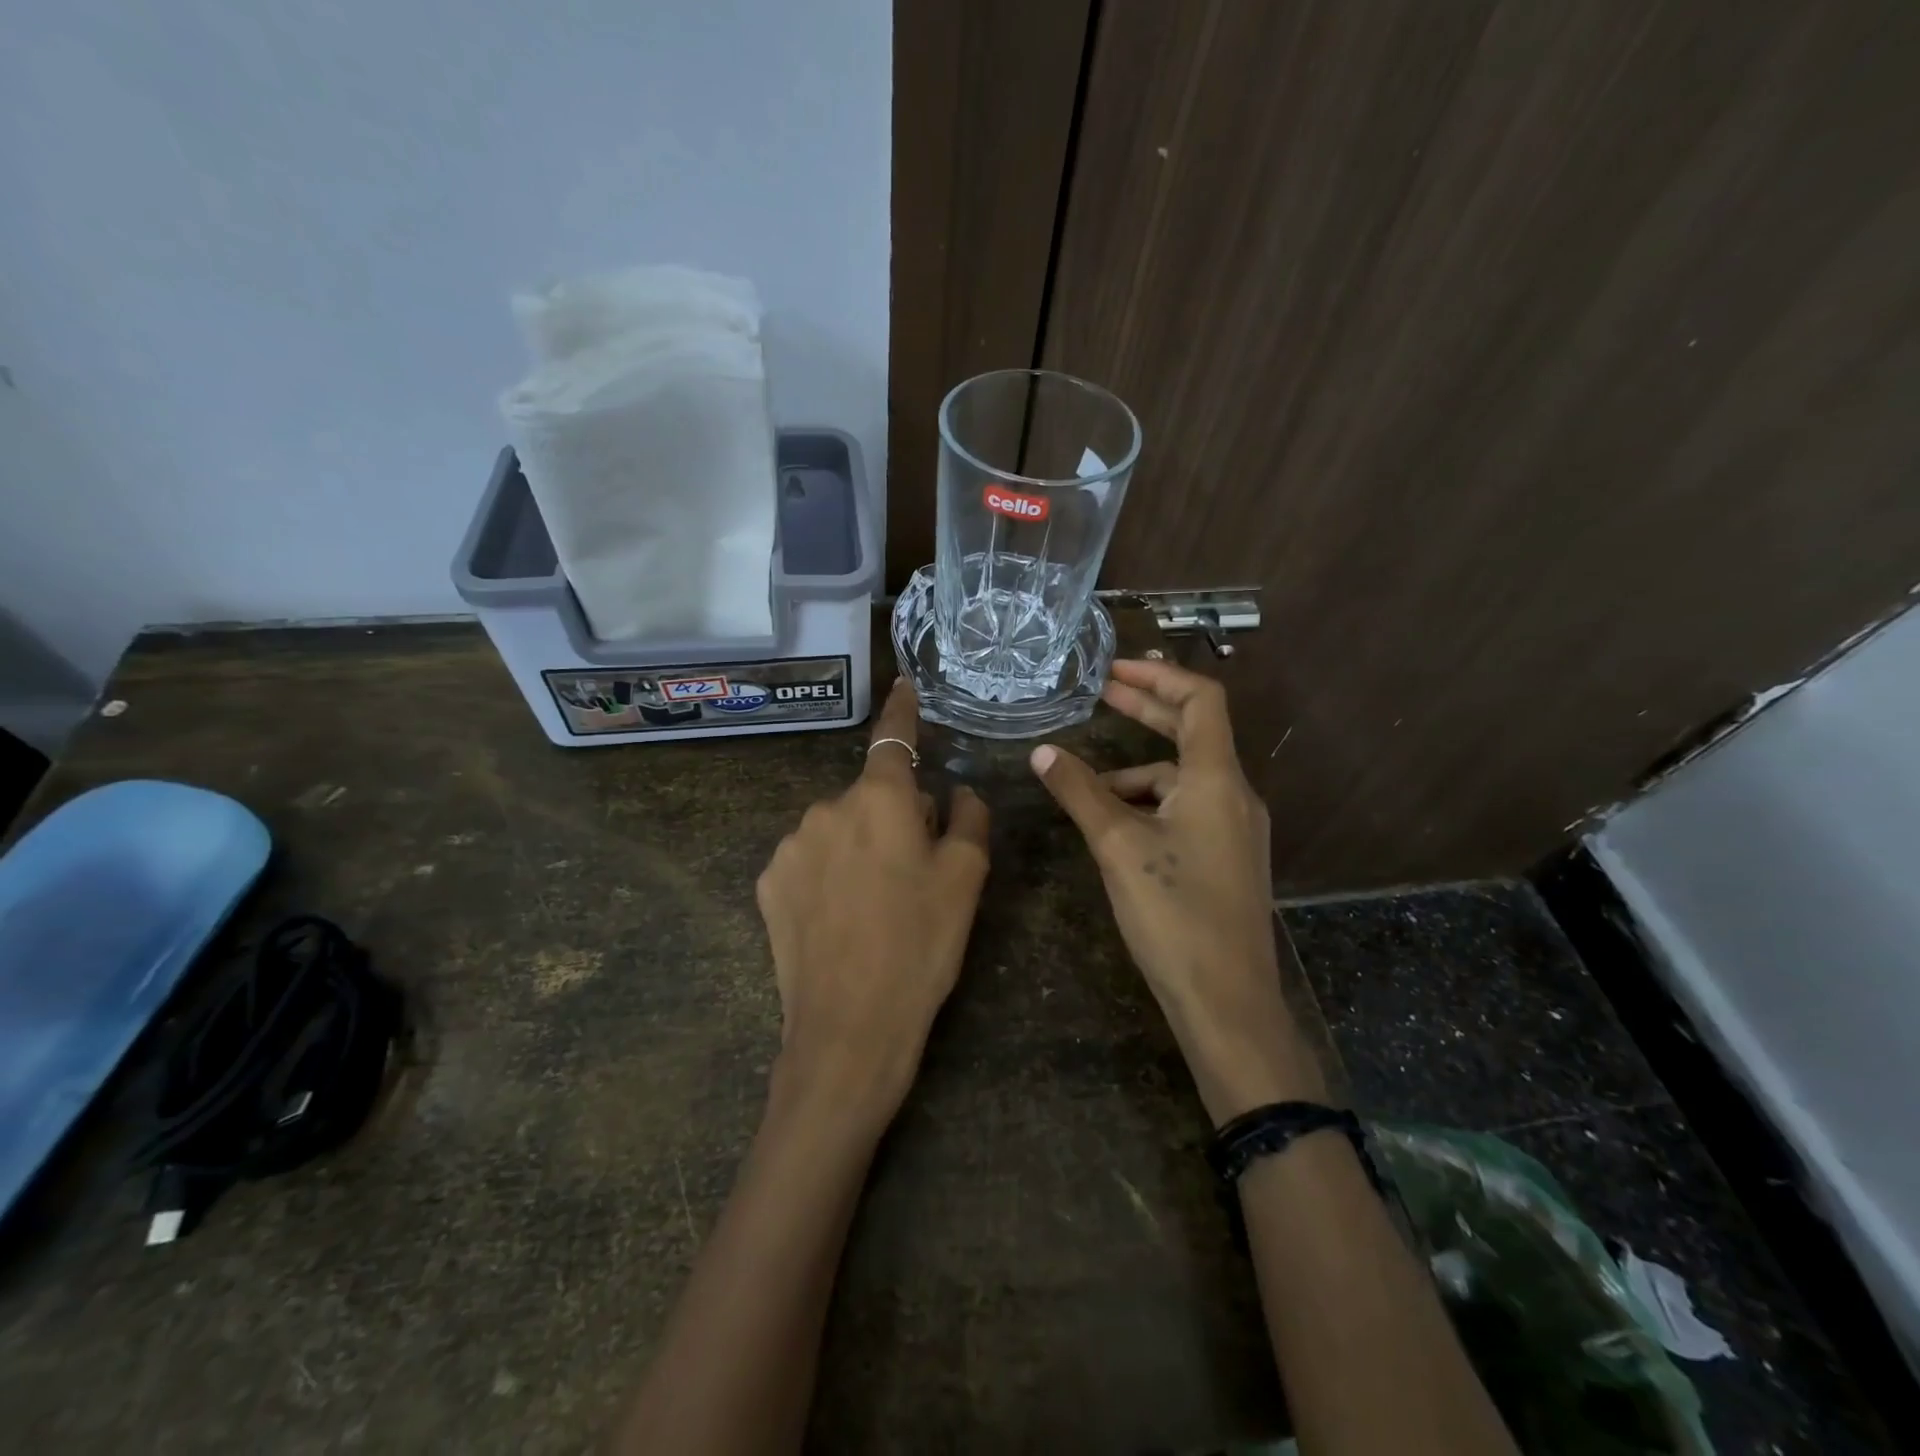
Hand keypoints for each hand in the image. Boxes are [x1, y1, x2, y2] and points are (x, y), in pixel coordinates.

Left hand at [756, 679, 989, 1127]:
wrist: (849, 1027)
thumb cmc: (921, 945)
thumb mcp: (966, 880)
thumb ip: (967, 819)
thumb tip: (956, 791)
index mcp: (880, 799)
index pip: (894, 737)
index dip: (902, 709)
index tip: (904, 684)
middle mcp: (827, 807)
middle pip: (871, 795)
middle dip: (894, 817)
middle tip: (914, 873)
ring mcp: (790, 844)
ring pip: (839, 828)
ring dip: (859, 846)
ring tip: (875, 905)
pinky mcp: (767, 881)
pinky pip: (809, 860)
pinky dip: (828, 873)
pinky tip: (839, 919)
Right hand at [1030, 658, 1325, 1122]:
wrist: (1226, 1001)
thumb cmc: (1174, 914)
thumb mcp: (1117, 846)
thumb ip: (1080, 792)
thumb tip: (1042, 752)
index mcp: (1217, 780)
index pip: (1201, 701)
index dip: (1159, 677)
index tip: (1114, 670)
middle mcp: (1235, 795)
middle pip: (1193, 732)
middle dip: (1146, 711)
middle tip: (1100, 694)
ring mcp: (1234, 829)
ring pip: (1182, 779)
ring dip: (1136, 773)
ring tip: (1087, 790)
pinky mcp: (1226, 858)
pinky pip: (1186, 810)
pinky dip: (1149, 805)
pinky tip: (1115, 827)